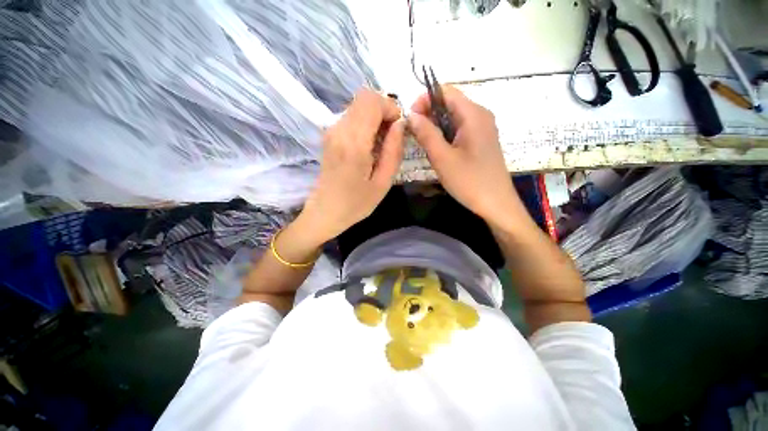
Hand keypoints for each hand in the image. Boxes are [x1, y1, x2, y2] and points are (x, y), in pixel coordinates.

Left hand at [297, 89, 405, 243]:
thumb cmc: (356, 203)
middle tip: (392, 135)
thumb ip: (393, 151)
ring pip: (358, 105)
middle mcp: (339, 130)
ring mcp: (331, 131)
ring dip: (375, 117)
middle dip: (384, 110)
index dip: (390, 107)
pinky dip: (366, 123)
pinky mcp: (330, 135)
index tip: (398, 128)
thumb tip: (400, 124)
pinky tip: (370, 145)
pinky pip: (352, 117)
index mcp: (354, 143)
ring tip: (381, 143)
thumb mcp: (383, 182)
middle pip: (364, 97)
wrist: (325, 212)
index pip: (372, 101)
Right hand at [408, 86, 521, 225]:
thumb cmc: (469, 181)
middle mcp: (481, 115)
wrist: (496, 204)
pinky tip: (438, 149)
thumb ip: (426, 134)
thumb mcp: (443, 158)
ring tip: (423, 143)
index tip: (410, 118)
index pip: (446, 91)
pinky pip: (460, 129)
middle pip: (450, 103)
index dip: (425, 99)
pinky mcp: (481, 141)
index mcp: (473, 114)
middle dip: (429, 114)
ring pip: (454, 117)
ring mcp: (483, 128)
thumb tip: (411, 115)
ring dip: (436, 126)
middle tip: (414, 133)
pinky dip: (446, 134)